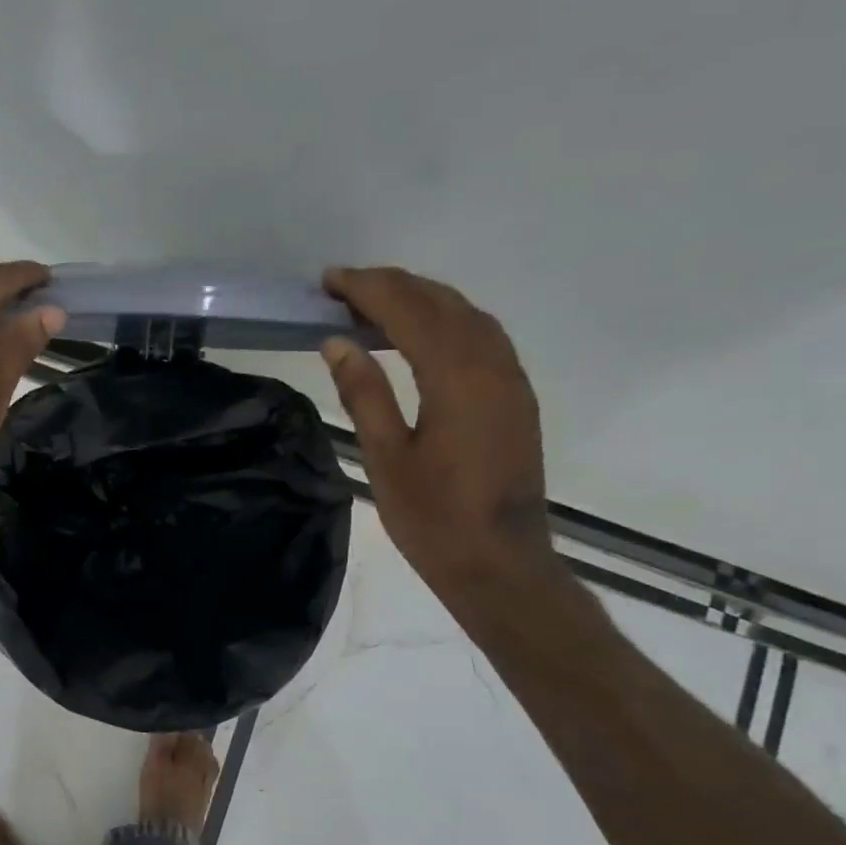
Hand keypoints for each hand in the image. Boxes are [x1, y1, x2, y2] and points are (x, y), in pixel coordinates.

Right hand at [321, 267, 556, 604]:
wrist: (500, 564)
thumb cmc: (434, 519)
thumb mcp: (386, 458)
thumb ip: (364, 394)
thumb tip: (337, 342)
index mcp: (457, 378)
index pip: (408, 312)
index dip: (367, 289)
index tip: (329, 280)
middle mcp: (492, 365)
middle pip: (442, 303)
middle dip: (393, 286)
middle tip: (344, 288)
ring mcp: (511, 380)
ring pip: (468, 316)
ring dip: (422, 299)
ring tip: (376, 304)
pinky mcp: (516, 397)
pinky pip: (483, 337)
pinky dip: (446, 321)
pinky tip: (420, 335)